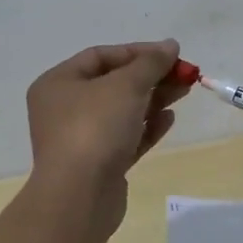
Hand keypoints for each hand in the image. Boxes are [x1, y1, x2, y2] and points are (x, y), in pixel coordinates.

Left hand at [25, 40, 190, 233]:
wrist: (79, 197)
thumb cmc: (95, 128)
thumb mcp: (126, 85)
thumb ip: (150, 63)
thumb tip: (170, 45)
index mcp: (58, 83)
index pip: (101, 56)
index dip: (138, 52)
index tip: (170, 54)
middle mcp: (64, 109)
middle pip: (114, 83)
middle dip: (151, 76)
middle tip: (184, 74)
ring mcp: (80, 139)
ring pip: (122, 111)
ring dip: (154, 99)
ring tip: (184, 92)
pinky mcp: (98, 165)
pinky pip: (126, 138)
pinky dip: (147, 127)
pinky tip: (169, 119)